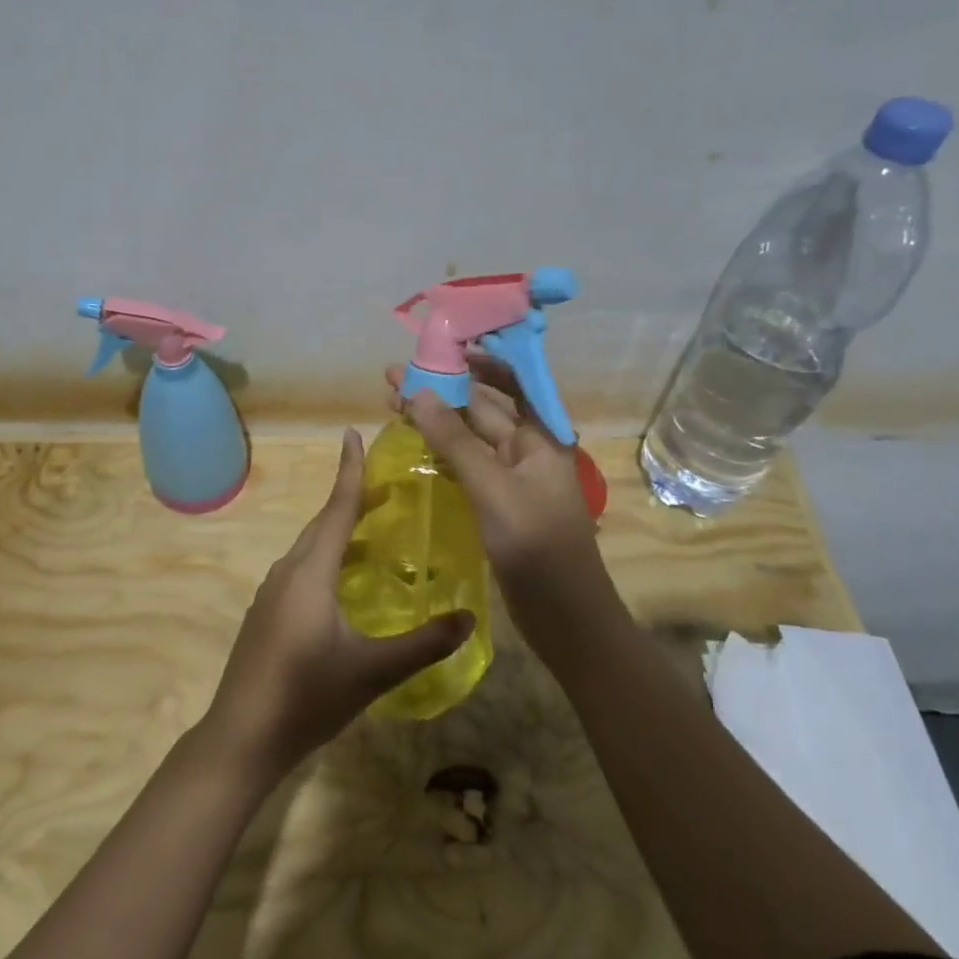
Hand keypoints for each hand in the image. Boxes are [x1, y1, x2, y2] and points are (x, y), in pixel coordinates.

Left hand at [201, 429, 473, 782]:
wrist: (241, 737)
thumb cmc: (306, 698)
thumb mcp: (372, 672)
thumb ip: (423, 645)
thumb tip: (470, 618)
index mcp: (310, 573)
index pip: (336, 509)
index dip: (349, 472)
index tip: (353, 434)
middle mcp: (287, 572)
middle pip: (322, 524)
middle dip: (351, 500)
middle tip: (388, 488)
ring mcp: (272, 593)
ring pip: (310, 549)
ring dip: (340, 532)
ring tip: (374, 530)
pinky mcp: (267, 614)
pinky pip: (301, 570)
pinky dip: (327, 559)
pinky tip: (345, 582)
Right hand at [384, 361, 615, 652]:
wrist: (565, 617)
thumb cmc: (536, 548)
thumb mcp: (493, 489)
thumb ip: (455, 441)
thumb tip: (417, 393)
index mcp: (539, 437)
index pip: (510, 381)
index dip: (479, 358)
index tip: (443, 341)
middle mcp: (526, 450)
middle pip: (481, 408)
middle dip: (441, 389)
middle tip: (394, 377)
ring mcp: (512, 479)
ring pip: (469, 438)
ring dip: (436, 419)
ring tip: (393, 404)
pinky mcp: (498, 504)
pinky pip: (466, 466)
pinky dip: (441, 451)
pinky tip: (415, 446)